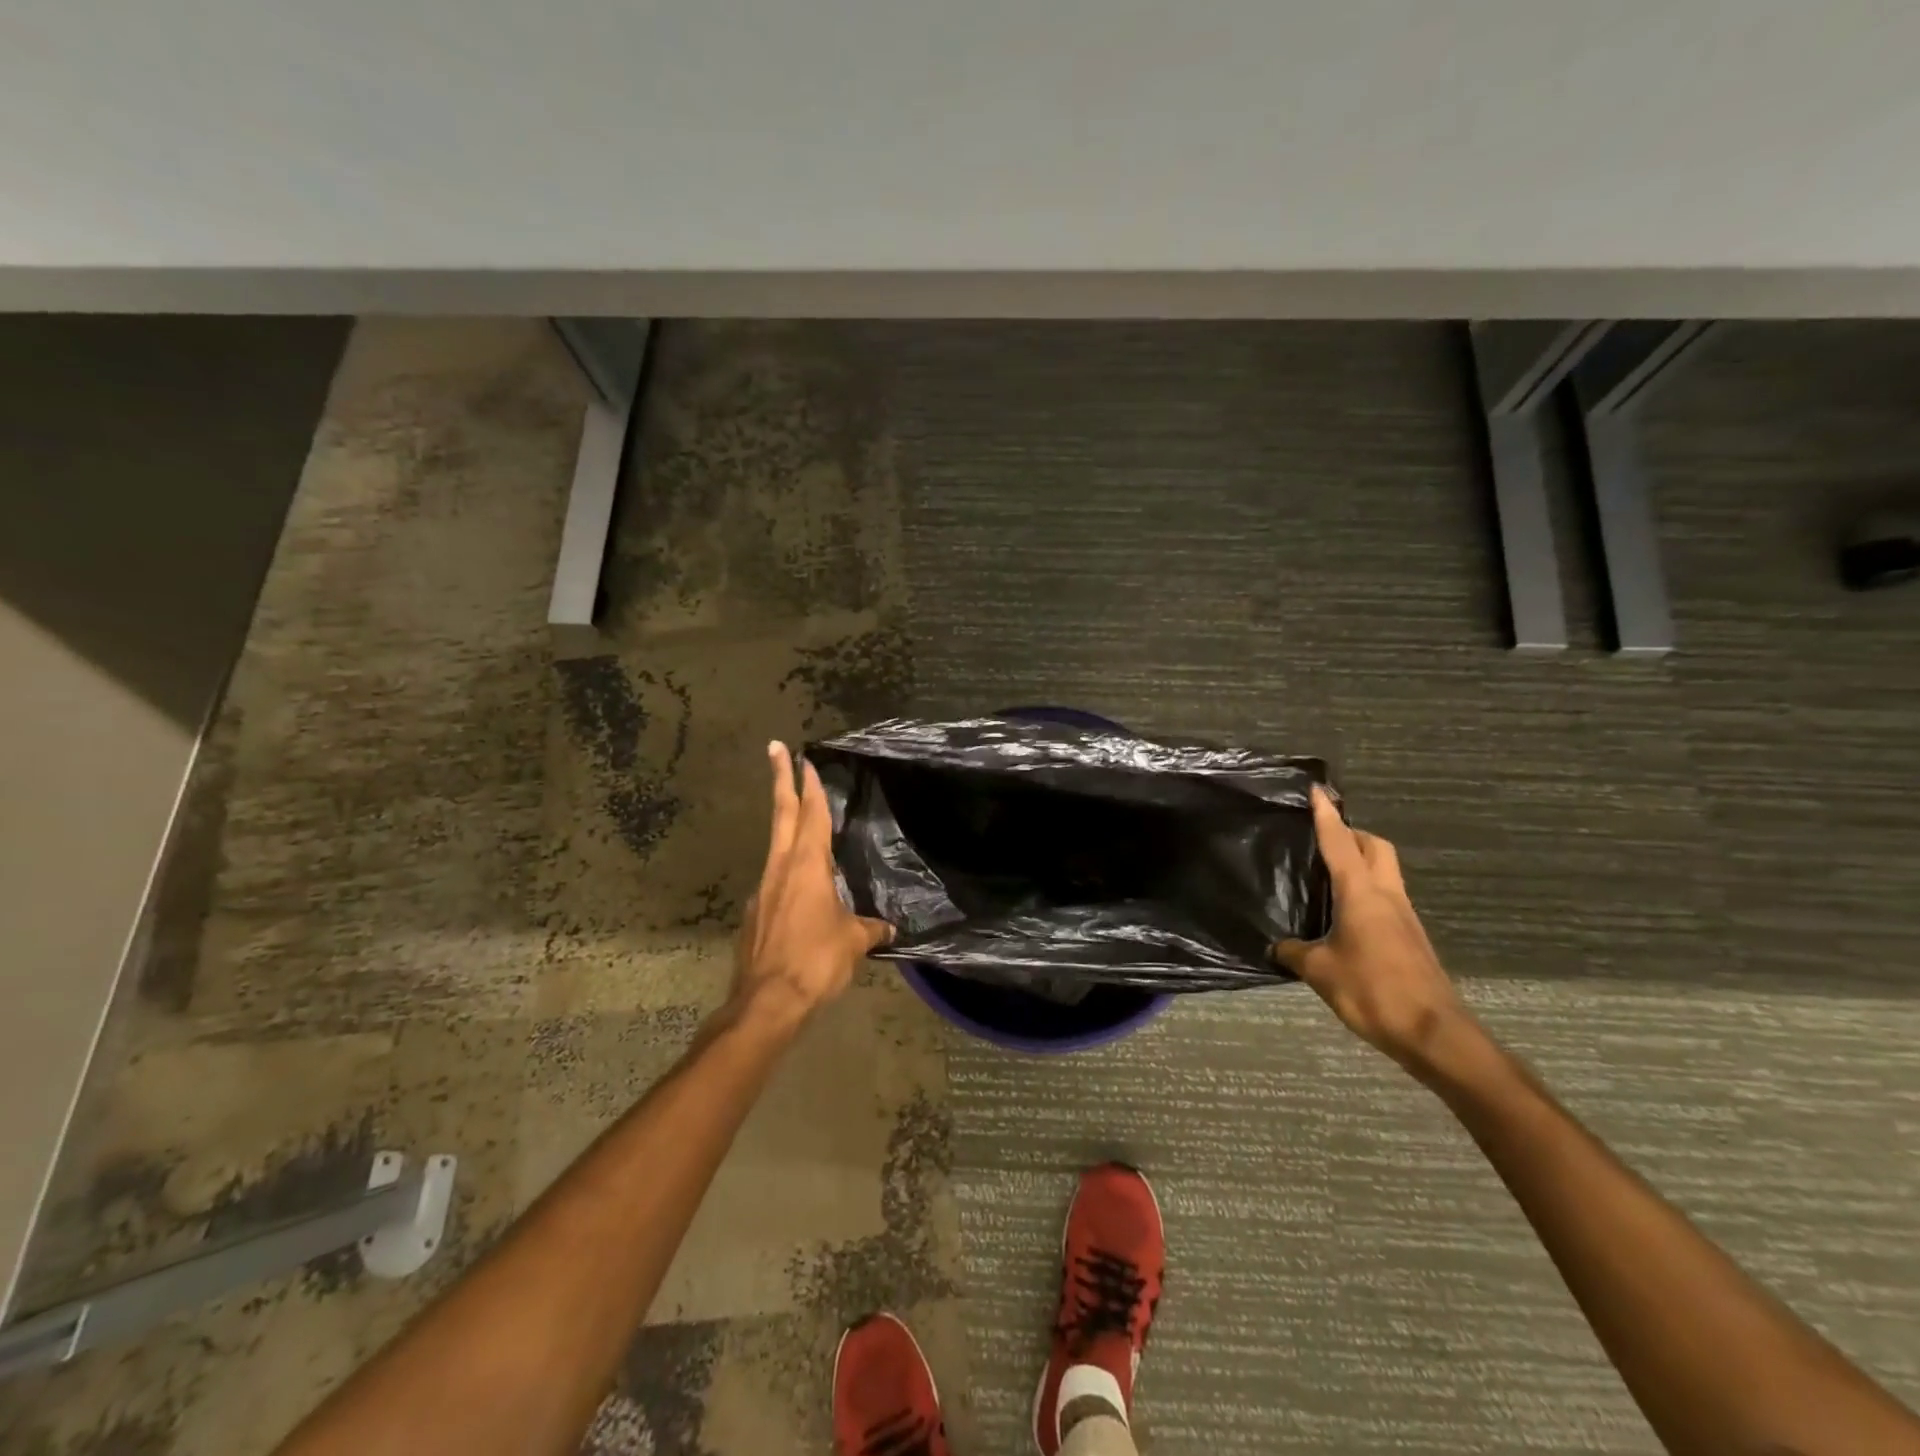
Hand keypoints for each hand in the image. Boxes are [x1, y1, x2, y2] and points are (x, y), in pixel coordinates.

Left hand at [732, 742, 892, 1029]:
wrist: (766, 1003)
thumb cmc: (815, 960)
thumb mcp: (853, 942)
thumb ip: (871, 929)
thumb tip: (890, 928)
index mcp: (807, 866)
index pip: (810, 815)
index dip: (809, 785)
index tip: (803, 758)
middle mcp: (780, 869)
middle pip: (781, 815)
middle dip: (780, 780)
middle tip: (775, 748)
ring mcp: (762, 891)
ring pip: (775, 847)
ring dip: (784, 825)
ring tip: (797, 818)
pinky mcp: (754, 915)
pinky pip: (773, 882)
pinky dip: (785, 873)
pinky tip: (799, 893)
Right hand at [1273, 786, 1467, 1071]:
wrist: (1435, 1034)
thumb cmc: (1373, 991)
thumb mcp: (1320, 972)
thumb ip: (1295, 953)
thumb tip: (1278, 947)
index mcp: (1362, 894)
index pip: (1340, 842)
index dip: (1326, 815)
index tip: (1318, 790)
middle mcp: (1387, 896)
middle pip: (1376, 847)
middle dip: (1352, 833)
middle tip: (1323, 837)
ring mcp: (1404, 917)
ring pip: (1385, 872)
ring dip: (1361, 861)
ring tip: (1327, 874)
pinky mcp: (1411, 938)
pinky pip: (1386, 898)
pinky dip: (1366, 891)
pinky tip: (1344, 915)